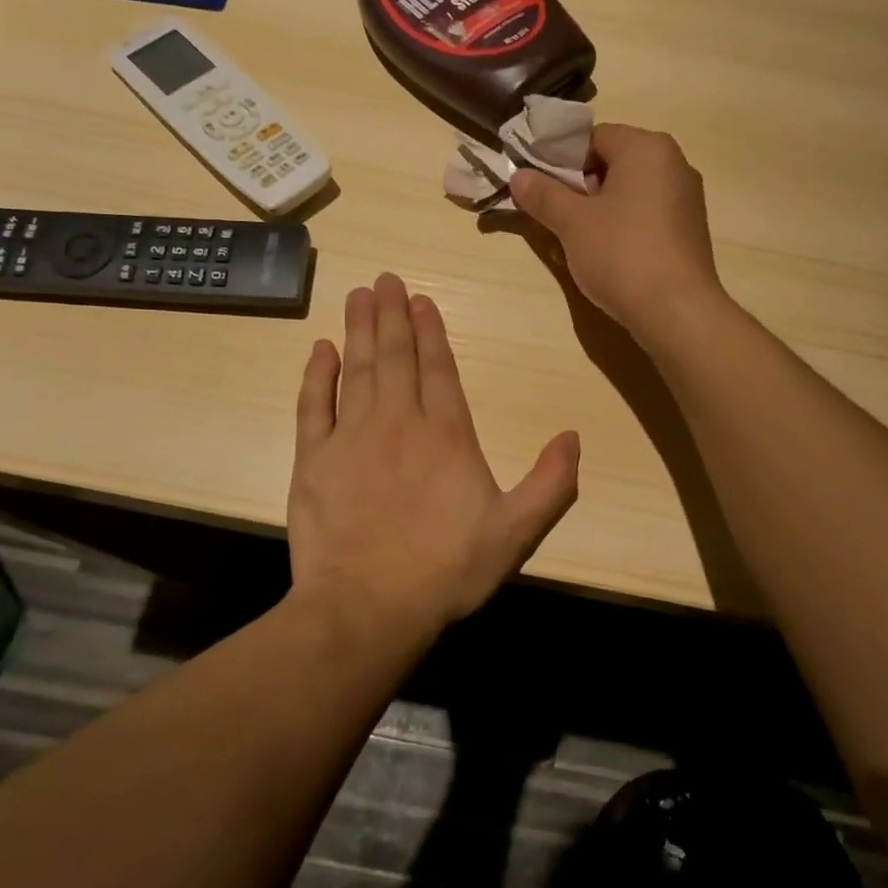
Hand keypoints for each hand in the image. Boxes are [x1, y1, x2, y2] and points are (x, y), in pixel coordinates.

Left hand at [287, 273, 579, 637]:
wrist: (368, 607)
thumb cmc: (447, 570)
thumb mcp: (517, 533)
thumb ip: (551, 483)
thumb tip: (573, 437)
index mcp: (447, 435)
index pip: (439, 368)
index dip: (431, 330)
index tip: (421, 298)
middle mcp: (399, 422)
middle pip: (395, 356)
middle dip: (392, 315)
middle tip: (384, 279)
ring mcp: (352, 438)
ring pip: (357, 369)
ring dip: (359, 330)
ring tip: (358, 296)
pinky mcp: (314, 460)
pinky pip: (315, 405)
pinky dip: (317, 375)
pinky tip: (320, 349)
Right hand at [509, 124, 725, 346]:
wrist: (676, 311)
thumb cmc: (622, 254)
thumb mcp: (572, 223)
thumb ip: (543, 195)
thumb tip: (518, 176)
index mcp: (647, 148)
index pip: (592, 137)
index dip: (559, 159)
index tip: (538, 187)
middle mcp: (673, 163)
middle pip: (612, 163)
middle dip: (578, 187)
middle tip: (552, 215)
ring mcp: (686, 198)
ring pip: (628, 192)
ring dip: (597, 211)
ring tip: (572, 240)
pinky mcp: (688, 230)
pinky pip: (645, 216)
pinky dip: (621, 227)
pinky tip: (604, 255)